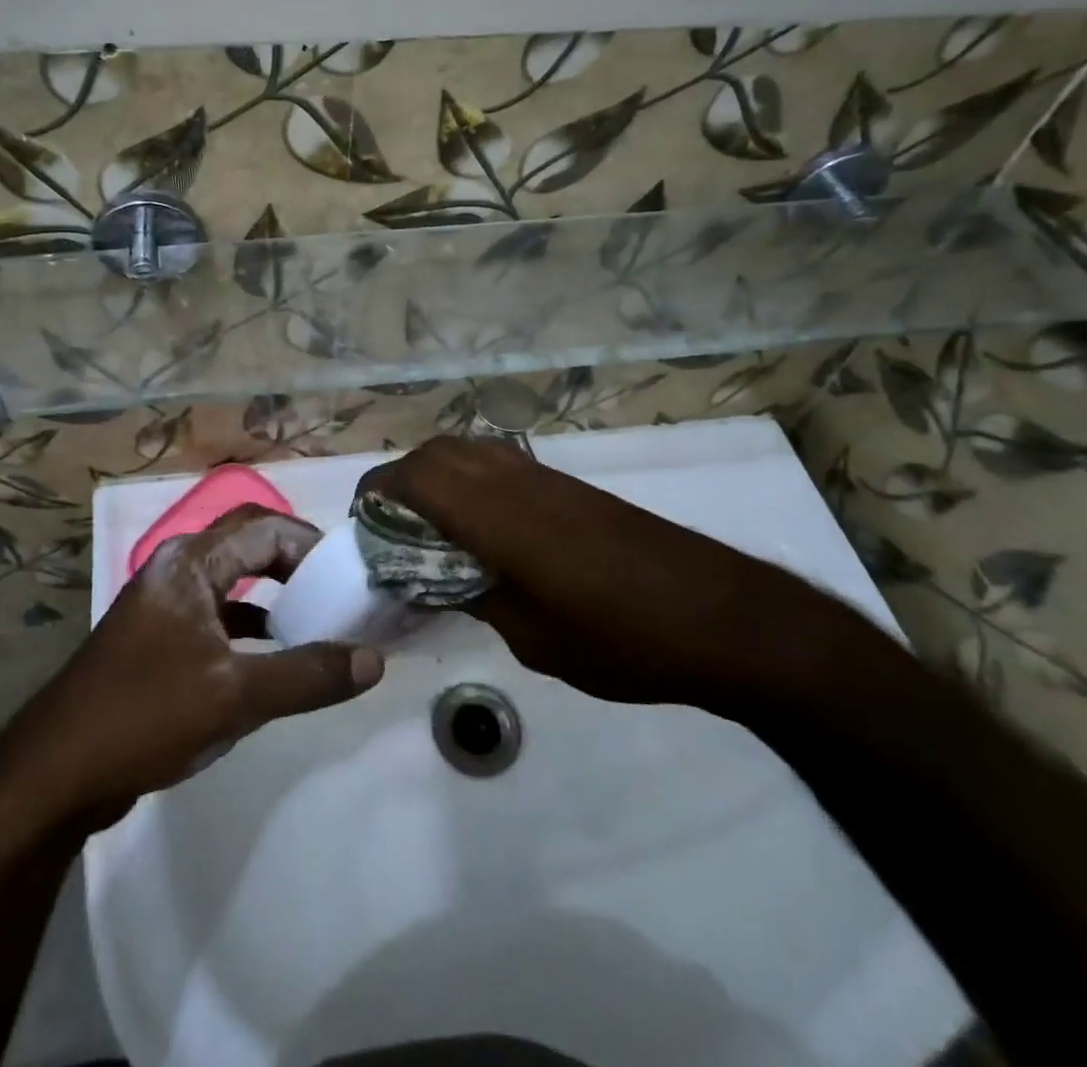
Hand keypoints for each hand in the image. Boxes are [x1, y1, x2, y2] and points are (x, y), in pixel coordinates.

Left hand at [0, 505, 384, 831]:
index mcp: (191, 563)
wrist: (54, 773)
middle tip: (336, 593)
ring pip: (233, 581)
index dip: (312, 545)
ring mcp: (165, 604)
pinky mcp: (159, 638)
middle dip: (295, 563)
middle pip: (249, 544)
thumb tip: (375, 660)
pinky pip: (218, 614)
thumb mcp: (236, 696)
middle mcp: (177, 569)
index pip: (266, 527)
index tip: (349, 576)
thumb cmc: (145, 715)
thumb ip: (308, 674)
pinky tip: (274, 656)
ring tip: (317, 622)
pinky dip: (251, 625)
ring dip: (274, 594)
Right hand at [362, 437, 863, 715]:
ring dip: (439, 472)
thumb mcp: (536, 638)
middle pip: (440, 450)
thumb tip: (446, 579)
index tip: (363, 522)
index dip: (380, 491)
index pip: (418, 478)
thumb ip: (481, 598)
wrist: (724, 618)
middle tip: (393, 525)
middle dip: (404, 477)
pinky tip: (484, 527)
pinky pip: (502, 463)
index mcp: (498, 516)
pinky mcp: (573, 487)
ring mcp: (548, 478)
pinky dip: (473, 479)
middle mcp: (517, 482)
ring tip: (432, 523)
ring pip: (472, 448)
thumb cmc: (623, 639)